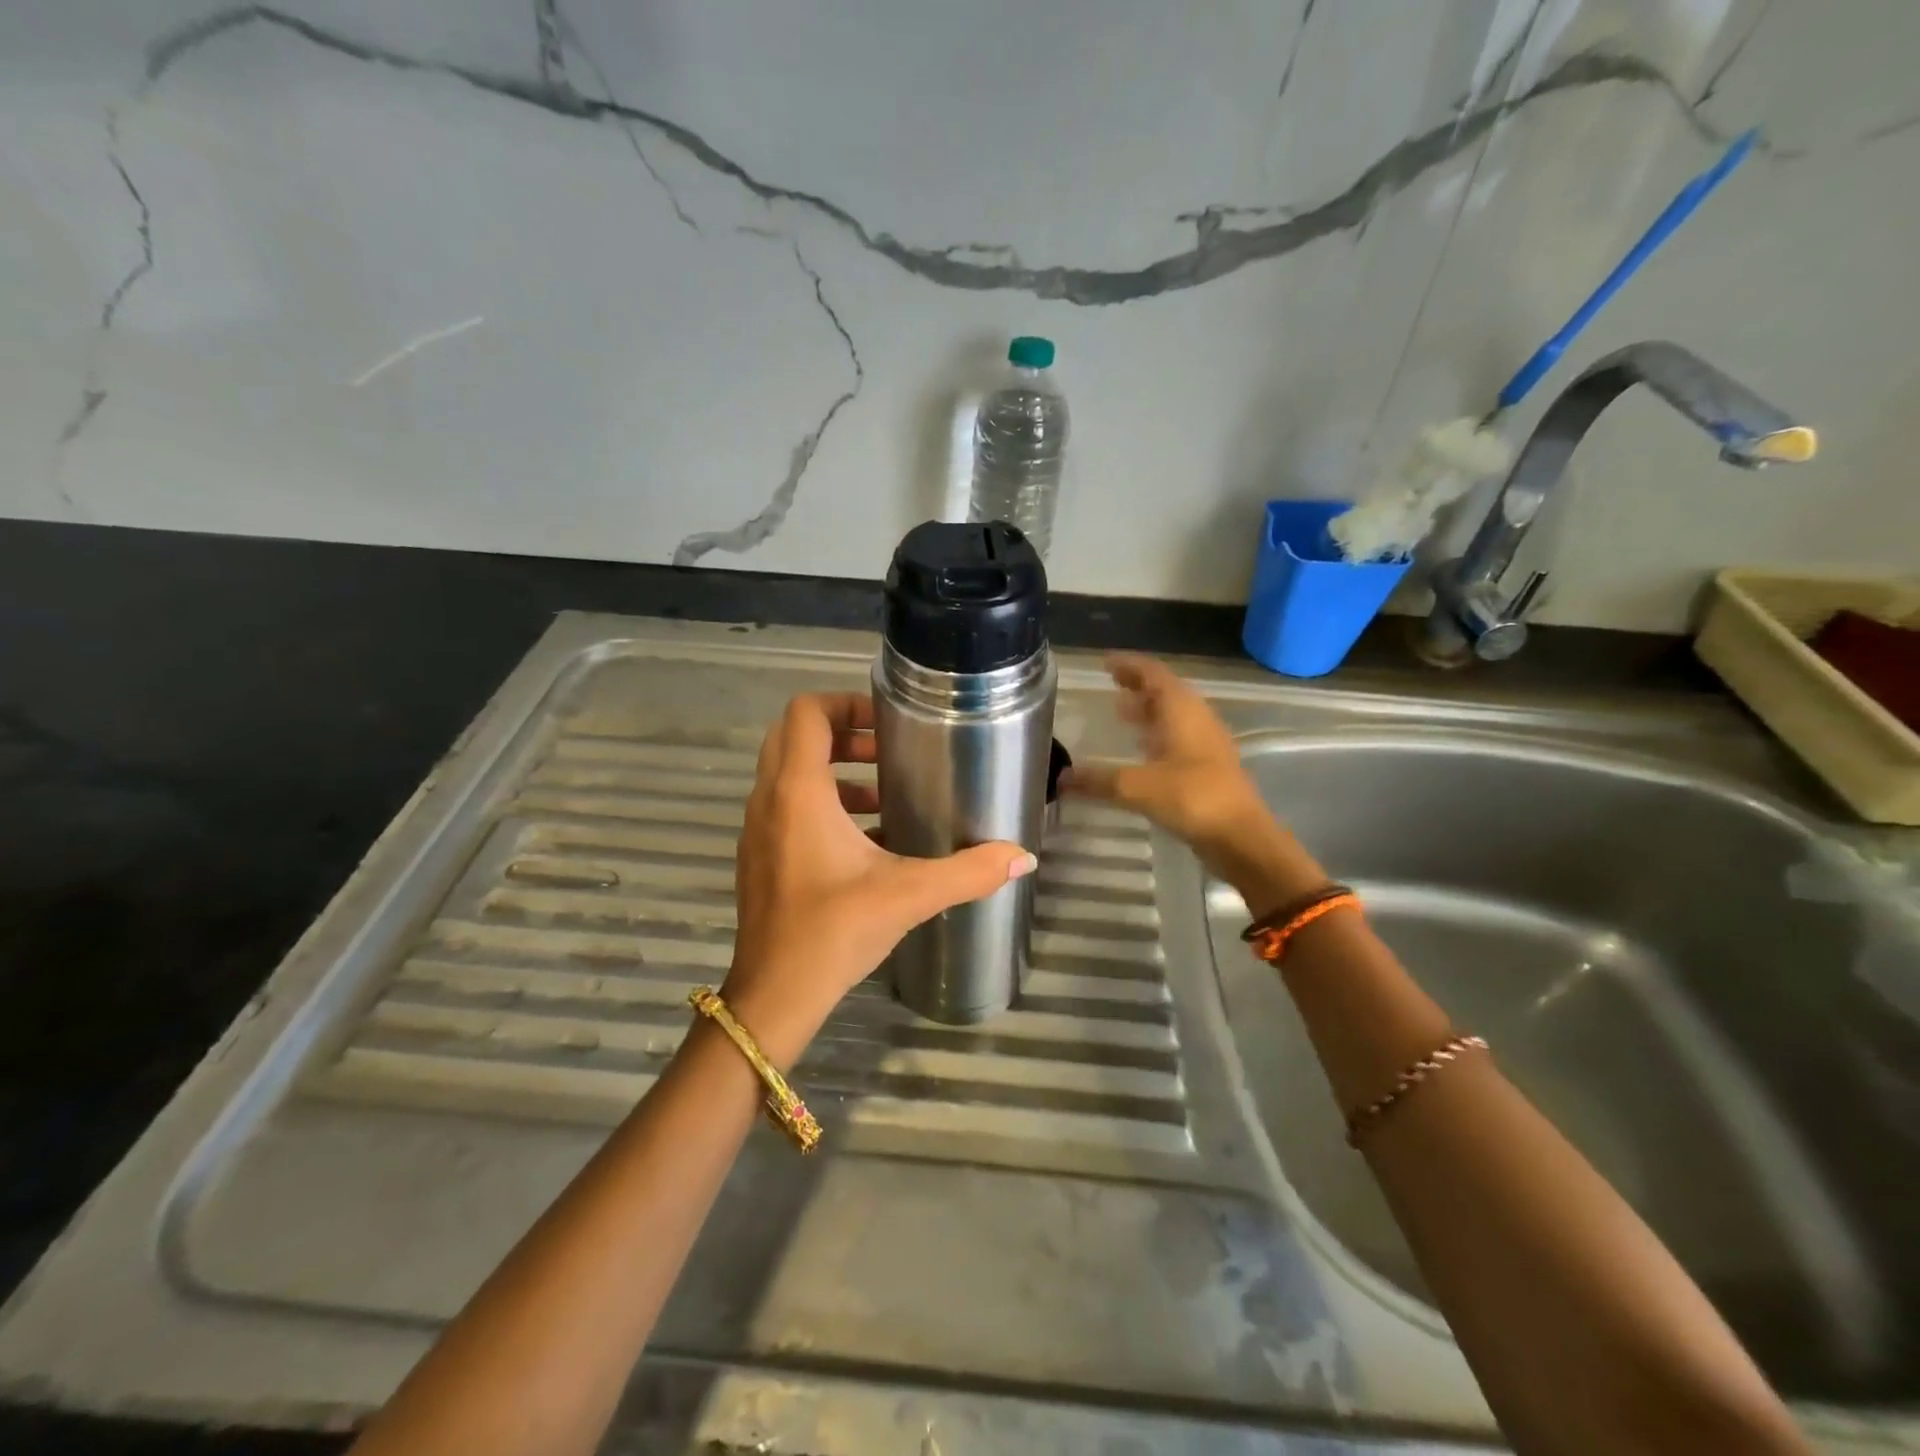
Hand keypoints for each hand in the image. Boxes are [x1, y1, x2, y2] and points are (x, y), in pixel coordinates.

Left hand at [722, 692, 1036, 1065]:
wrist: (774, 994)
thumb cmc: (834, 931)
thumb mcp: (909, 895)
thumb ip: (969, 872)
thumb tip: (1022, 857)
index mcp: (798, 792)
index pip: (805, 712)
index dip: (844, 703)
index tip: (885, 723)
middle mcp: (769, 800)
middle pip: (795, 736)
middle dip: (842, 735)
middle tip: (887, 752)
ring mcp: (757, 829)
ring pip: (788, 773)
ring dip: (832, 771)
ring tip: (883, 793)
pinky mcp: (759, 857)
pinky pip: (785, 807)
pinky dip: (820, 804)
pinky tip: (865, 840)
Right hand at [1062, 654, 1321, 908]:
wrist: (1241, 837)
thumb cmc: (1192, 798)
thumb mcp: (1137, 787)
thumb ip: (1098, 780)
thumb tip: (1062, 777)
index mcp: (1182, 711)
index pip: (1153, 674)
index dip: (1129, 664)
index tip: (1105, 661)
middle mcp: (1196, 720)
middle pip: (1165, 692)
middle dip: (1138, 686)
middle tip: (1111, 685)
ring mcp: (1205, 744)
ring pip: (1173, 716)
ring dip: (1148, 712)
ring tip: (1120, 713)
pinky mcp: (1208, 768)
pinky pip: (1177, 739)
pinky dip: (1156, 736)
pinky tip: (1140, 752)